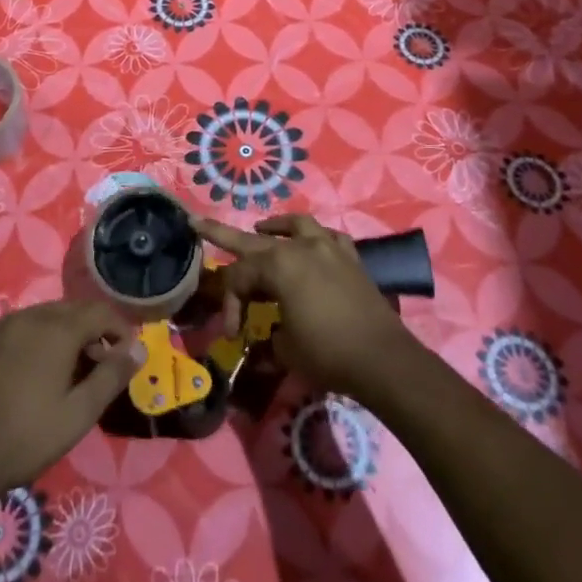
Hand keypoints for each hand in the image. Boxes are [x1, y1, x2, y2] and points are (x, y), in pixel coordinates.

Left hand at [0, 300, 142, 501]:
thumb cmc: (24, 438)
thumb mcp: (78, 414)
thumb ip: (111, 376)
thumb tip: (138, 348)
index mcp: (57, 328)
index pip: (100, 312)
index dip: (120, 329)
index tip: (128, 356)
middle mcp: (30, 316)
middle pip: (72, 311)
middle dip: (93, 332)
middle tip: (100, 368)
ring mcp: (1, 327)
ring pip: (45, 319)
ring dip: (65, 336)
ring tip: (69, 374)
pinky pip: (21, 330)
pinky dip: (38, 342)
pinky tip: (33, 377)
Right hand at [193, 213, 418, 401]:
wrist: (383, 359)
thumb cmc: (328, 353)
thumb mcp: (286, 351)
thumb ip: (267, 340)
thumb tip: (261, 344)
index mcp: (278, 266)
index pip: (239, 278)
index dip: (229, 305)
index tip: (232, 334)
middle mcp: (300, 247)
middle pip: (253, 240)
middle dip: (222, 233)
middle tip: (198, 222)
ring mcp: (328, 248)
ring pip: (295, 225)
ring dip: (276, 226)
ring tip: (263, 228)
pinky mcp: (351, 259)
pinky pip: (329, 237)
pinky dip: (316, 238)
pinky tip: (313, 244)